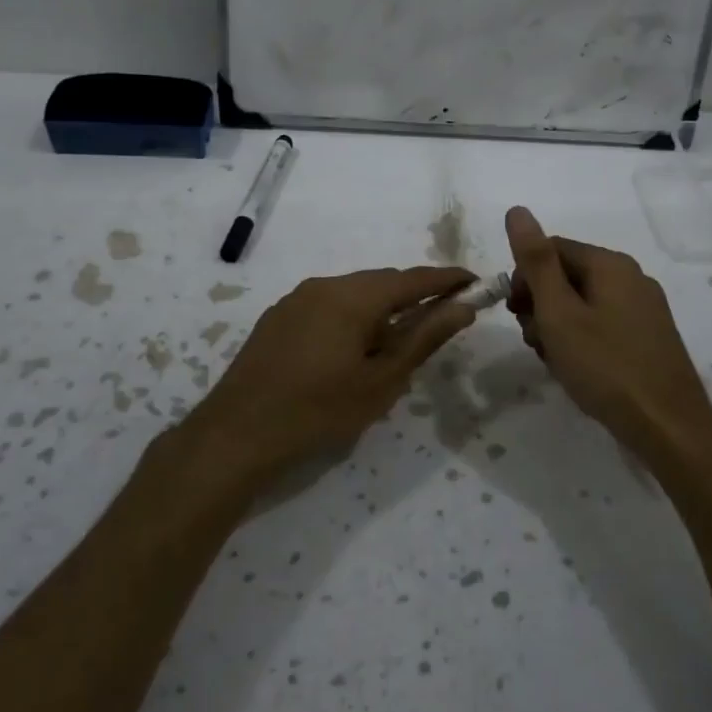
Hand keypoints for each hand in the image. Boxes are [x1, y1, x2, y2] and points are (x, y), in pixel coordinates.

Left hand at [174, 266, 475, 497]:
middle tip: (440, 321)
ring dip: (381, 310)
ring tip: (395, 346)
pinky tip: (352, 352)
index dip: (447, 279)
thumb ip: (423, 338)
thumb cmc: (318, 410)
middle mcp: (323, 285)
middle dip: (413, 297)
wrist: (236, 434)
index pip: (412, 278)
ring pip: (353, 294)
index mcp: (352, 296)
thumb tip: (462, 307)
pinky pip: (327, 306)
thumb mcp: (381, 381)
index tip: (475, 282)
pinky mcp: (278, 318)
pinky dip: (352, 318)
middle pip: (381, 283)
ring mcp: (296, 299)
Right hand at [504, 207, 711, 470]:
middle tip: (535, 341)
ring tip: (555, 360)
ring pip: (583, 303)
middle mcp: (632, 278)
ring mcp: (645, 308)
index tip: (516, 314)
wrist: (669, 427)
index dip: (525, 279)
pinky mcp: (650, 336)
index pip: (551, 249)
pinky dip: (582, 340)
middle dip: (541, 305)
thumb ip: (536, 261)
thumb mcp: (559, 313)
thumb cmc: (605, 366)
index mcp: (610, 265)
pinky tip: (578, 369)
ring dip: (558, 326)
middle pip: (568, 275)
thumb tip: (518, 209)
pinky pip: (603, 324)